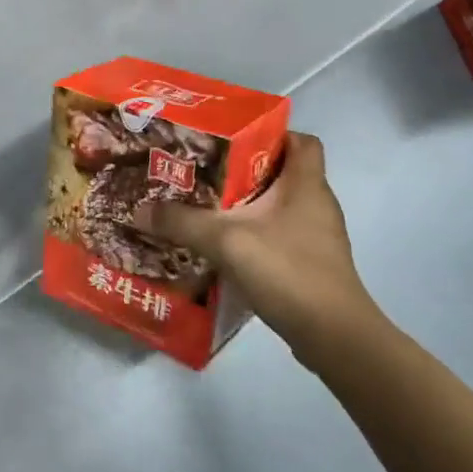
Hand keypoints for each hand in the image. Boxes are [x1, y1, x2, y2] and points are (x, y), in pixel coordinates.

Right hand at [136, 132, 383, 366]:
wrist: (334, 338)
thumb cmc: (288, 271)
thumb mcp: (225, 241)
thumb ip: (181, 222)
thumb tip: (138, 210)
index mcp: (307, 184)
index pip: (300, 140)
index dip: (271, 133)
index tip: (233, 138)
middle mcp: (317, 204)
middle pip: (283, 171)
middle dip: (245, 169)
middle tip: (205, 170)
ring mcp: (318, 237)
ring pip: (280, 206)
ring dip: (248, 204)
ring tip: (208, 206)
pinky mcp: (312, 264)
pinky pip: (280, 234)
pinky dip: (256, 233)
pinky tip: (226, 246)